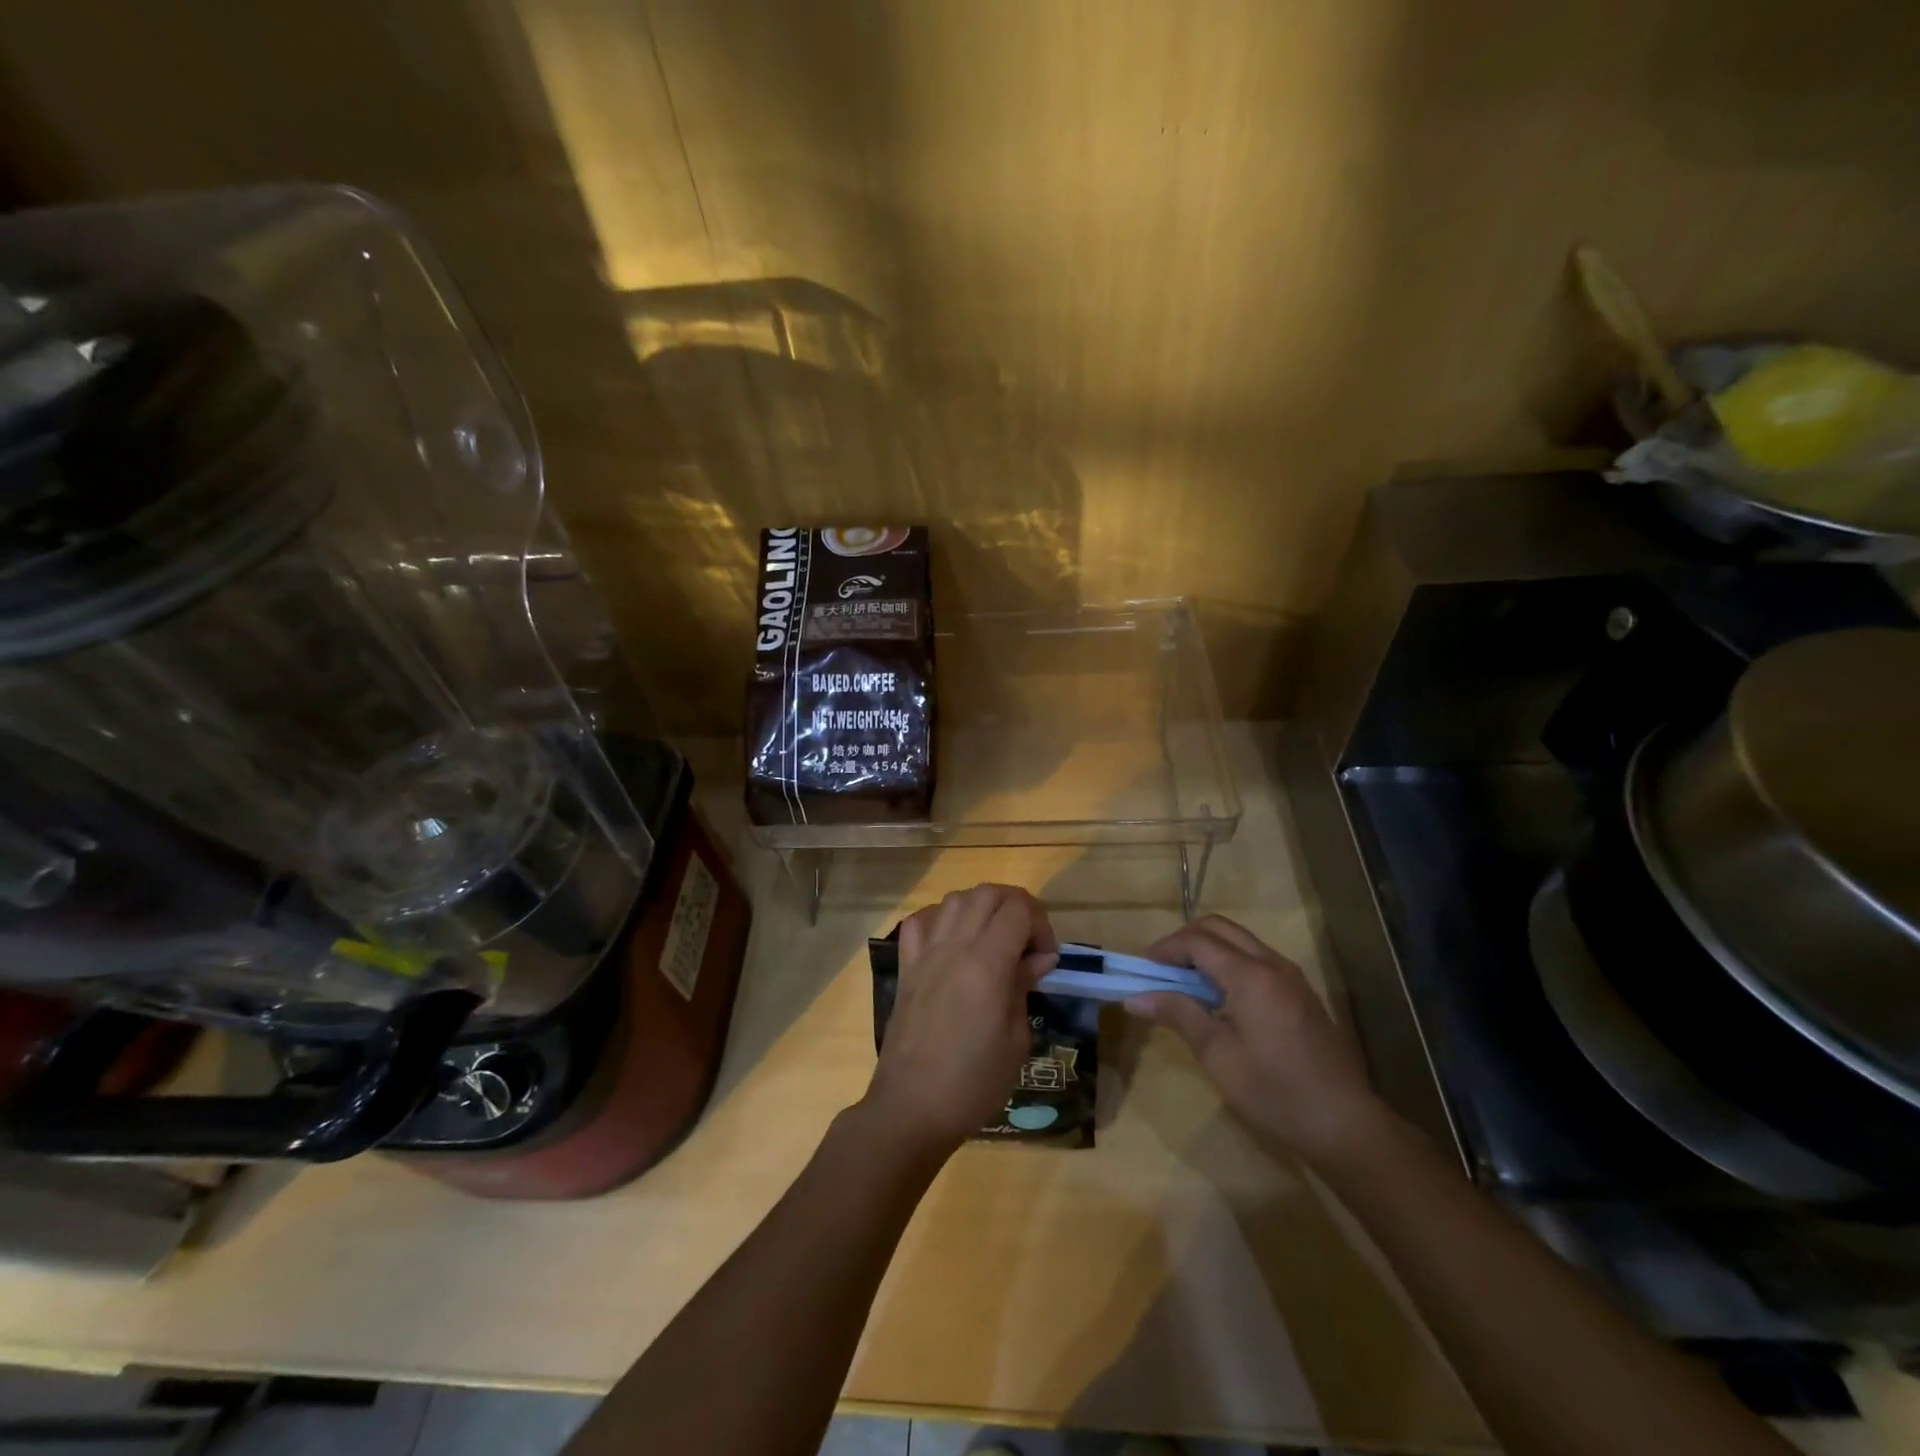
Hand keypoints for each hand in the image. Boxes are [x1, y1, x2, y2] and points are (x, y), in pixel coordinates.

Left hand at [862, 884, 1057, 1158]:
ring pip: (954, 899)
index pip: (1018, 910)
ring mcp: (925, 953)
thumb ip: (1024, 987)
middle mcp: (954, 947)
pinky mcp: (906, 967)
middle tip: (1027, 941)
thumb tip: (1037, 958)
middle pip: (987, 893)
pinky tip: (953, 941)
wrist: (911, 1108)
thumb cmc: (973, 1083)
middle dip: (1015, 906)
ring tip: (993, 938)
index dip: (1041, 924)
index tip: (1046, 957)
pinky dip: (941, 919)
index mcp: (986, 964)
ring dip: (981, 907)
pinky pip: (920, 922)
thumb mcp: (1015, 1040)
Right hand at [1126, 915, 1389, 1164]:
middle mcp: (1272, 964)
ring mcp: (1291, 977)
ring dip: (1208, 950)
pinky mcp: (1300, 993)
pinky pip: (1256, 959)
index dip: (1165, 949)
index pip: (1197, 941)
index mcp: (1250, 975)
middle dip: (1185, 941)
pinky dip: (1229, 963)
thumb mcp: (1218, 1055)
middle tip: (1161, 970)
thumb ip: (1178, 1015)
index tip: (1141, 970)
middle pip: (1220, 928)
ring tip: (1184, 983)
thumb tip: (1134, 997)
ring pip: (1240, 941)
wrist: (1346, 1126)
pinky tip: (1218, 998)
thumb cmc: (1275, 1092)